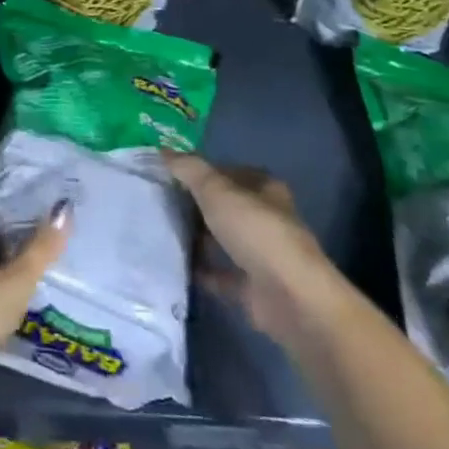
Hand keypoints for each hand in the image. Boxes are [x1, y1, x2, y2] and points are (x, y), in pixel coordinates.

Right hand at [165, 153, 334, 343]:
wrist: (290, 298)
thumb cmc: (255, 231)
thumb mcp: (216, 190)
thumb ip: (188, 169)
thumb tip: (162, 150)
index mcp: (264, 188)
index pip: (227, 171)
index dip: (199, 171)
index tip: (167, 175)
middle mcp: (266, 218)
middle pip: (224, 206)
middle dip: (195, 205)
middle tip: (158, 202)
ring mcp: (261, 254)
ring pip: (222, 239)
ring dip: (197, 238)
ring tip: (161, 231)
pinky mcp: (253, 287)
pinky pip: (220, 273)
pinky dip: (201, 270)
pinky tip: (175, 265)